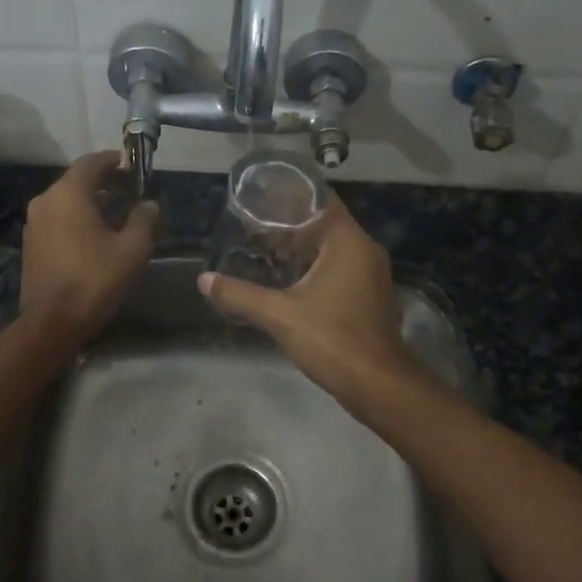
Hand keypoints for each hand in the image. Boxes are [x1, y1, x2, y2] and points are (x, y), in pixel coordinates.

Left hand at [20, 151, 158, 342]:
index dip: (111, 160)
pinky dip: (74, 217)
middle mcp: (45, 201)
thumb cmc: (95, 279)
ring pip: (64, 200)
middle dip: (101, 181)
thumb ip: (143, 220)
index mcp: (68, 194)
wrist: (53, 320)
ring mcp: (33, 223)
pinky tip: (92, 233)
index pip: (90, 163)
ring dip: (87, 201)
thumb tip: (149, 204)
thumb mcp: (132, 249)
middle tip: (125, 188)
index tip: (128, 163)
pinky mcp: (29, 243)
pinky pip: (56, 218)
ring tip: (113, 211)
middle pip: (75, 180)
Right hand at [198, 198, 425, 408]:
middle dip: (291, 224)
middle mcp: (366, 250)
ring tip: (266, 250)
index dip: (290, 197)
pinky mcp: (371, 295)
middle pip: (326, 223)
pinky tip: (291, 280)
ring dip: (304, 248)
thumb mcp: (278, 315)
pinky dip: (317, 267)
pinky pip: (341, 268)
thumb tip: (204, 281)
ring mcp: (372, 274)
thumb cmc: (331, 339)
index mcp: (348, 242)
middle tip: (255, 226)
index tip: (261, 198)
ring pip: (334, 248)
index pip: (321, 201)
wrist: (377, 384)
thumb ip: (239, 294)